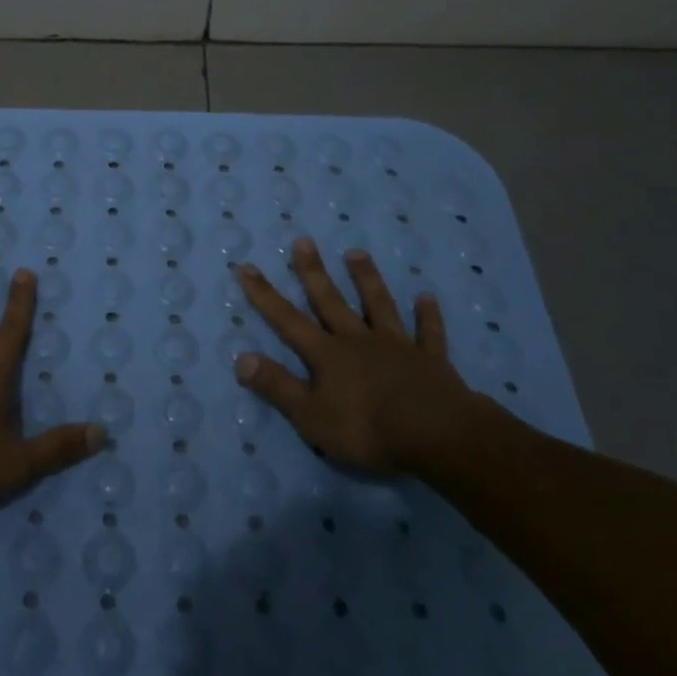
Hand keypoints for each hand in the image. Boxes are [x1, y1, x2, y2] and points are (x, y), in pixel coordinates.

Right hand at [234, 238, 484, 477]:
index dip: (265, 295)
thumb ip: (276, 386)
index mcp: (327, 355)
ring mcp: (396, 346)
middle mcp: (358, 341)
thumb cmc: (367, 429)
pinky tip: (427, 298)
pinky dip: (427, 316)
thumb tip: (240, 359)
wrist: (436, 434)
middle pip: (331, 301)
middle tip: (304, 241)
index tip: (247, 267)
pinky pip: (427, 333)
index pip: (288, 320)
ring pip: (378, 305)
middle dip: (314, 272)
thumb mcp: (311, 415)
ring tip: (357, 253)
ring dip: (367, 279)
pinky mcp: (430, 360)